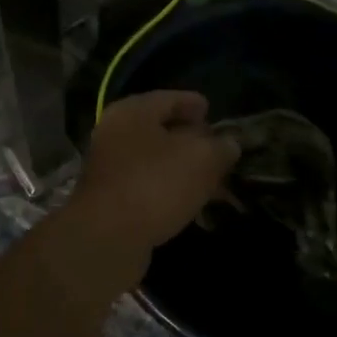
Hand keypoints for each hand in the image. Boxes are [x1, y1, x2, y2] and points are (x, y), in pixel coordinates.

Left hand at [56, 91, 239, 286]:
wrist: (107, 239)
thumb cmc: (155, 184)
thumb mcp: (201, 159)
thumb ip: (221, 147)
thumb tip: (229, 144)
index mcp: (132, 112)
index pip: (169, 98)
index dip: (193, 103)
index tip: (211, 111)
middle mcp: (115, 134)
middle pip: (160, 129)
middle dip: (191, 139)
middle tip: (218, 148)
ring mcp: (110, 168)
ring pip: (155, 161)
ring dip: (183, 168)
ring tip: (213, 180)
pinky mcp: (111, 200)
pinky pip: (148, 186)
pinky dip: (170, 190)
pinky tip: (192, 204)